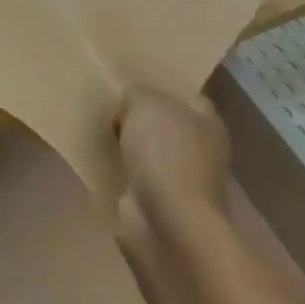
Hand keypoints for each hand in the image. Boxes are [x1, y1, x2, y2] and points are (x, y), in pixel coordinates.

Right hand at [113, 86, 231, 257]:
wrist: (166, 222)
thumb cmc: (165, 152)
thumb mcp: (144, 103)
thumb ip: (136, 94)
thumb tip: (129, 107)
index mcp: (207, 122)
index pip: (185, 95)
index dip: (159, 86)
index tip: (128, 80)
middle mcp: (200, 151)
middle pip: (165, 125)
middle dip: (139, 117)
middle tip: (107, 103)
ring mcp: (179, 181)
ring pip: (148, 152)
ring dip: (128, 146)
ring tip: (97, 128)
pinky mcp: (157, 205)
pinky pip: (134, 178)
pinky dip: (119, 172)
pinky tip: (98, 160)